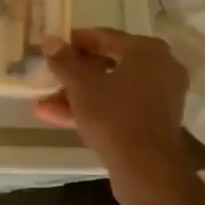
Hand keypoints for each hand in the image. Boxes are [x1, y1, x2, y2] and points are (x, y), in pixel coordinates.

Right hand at [35, 28, 191, 198]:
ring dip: (79, 94)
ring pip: (111, 88)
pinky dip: (94, 109)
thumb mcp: (81, 85)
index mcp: (146, 50)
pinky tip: (58, 116)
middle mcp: (160, 67)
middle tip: (49, 75)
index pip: (104, 36)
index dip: (74, 42)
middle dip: (74, 72)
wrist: (147, 168)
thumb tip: (50, 40)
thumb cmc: (114, 116)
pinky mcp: (154, 121)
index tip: (51, 47)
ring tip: (44, 102)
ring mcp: (159, 96)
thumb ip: (64, 60)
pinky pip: (119, 106)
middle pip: (108, 63)